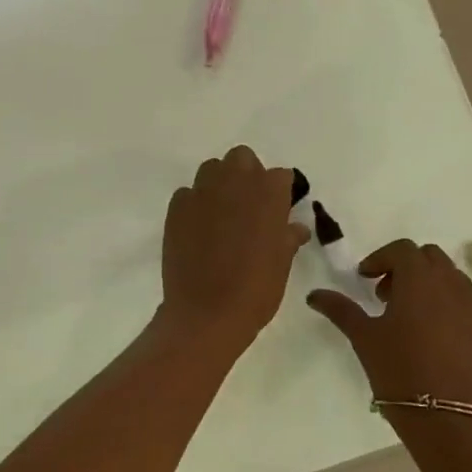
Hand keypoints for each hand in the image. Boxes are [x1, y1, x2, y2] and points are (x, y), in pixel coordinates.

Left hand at [160, 146, 308, 354]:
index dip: (279, 192)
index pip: (279, 176)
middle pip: (242, 158)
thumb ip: (287, 237)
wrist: (207, 312)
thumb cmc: (255, 290)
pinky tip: (198, 227)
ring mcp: (202, 192)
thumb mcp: (281, 264)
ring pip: (212, 169)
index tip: (278, 209)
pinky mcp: (177, 206)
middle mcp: (235, 182)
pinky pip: (188, 193)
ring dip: (219, 182)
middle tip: (248, 205)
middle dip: (247, 174)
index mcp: (268, 194)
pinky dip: (195, 203)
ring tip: (221, 212)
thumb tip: (295, 228)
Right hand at [307, 240, 471, 408]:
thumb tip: (314, 294)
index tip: (365, 279)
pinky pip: (469, 309)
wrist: (450, 422)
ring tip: (411, 318)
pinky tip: (435, 341)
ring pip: (454, 281)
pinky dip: (450, 311)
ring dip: (431, 287)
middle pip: (431, 258)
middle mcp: (452, 287)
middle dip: (407, 268)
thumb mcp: (363, 337)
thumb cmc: (399, 371)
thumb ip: (340, 309)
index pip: (402, 249)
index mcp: (419, 280)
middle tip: (387, 295)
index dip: (381, 258)